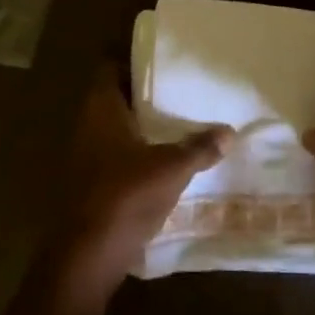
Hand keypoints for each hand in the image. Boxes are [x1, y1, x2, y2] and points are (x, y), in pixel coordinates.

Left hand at [49, 67, 231, 304]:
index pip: (109, 68)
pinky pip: (115, 155)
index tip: (160, 58)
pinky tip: (162, 160)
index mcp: (101, 109)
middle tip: (177, 88)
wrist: (88, 256)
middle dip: (142, 93)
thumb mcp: (172, 168)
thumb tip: (230, 132)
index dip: (131, 59)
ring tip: (176, 121)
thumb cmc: (126, 195)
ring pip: (114, 128)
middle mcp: (87, 126)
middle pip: (114, 98)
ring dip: (139, 125)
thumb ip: (200, 148)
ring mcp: (85, 157)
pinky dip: (135, 153)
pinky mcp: (89, 184)